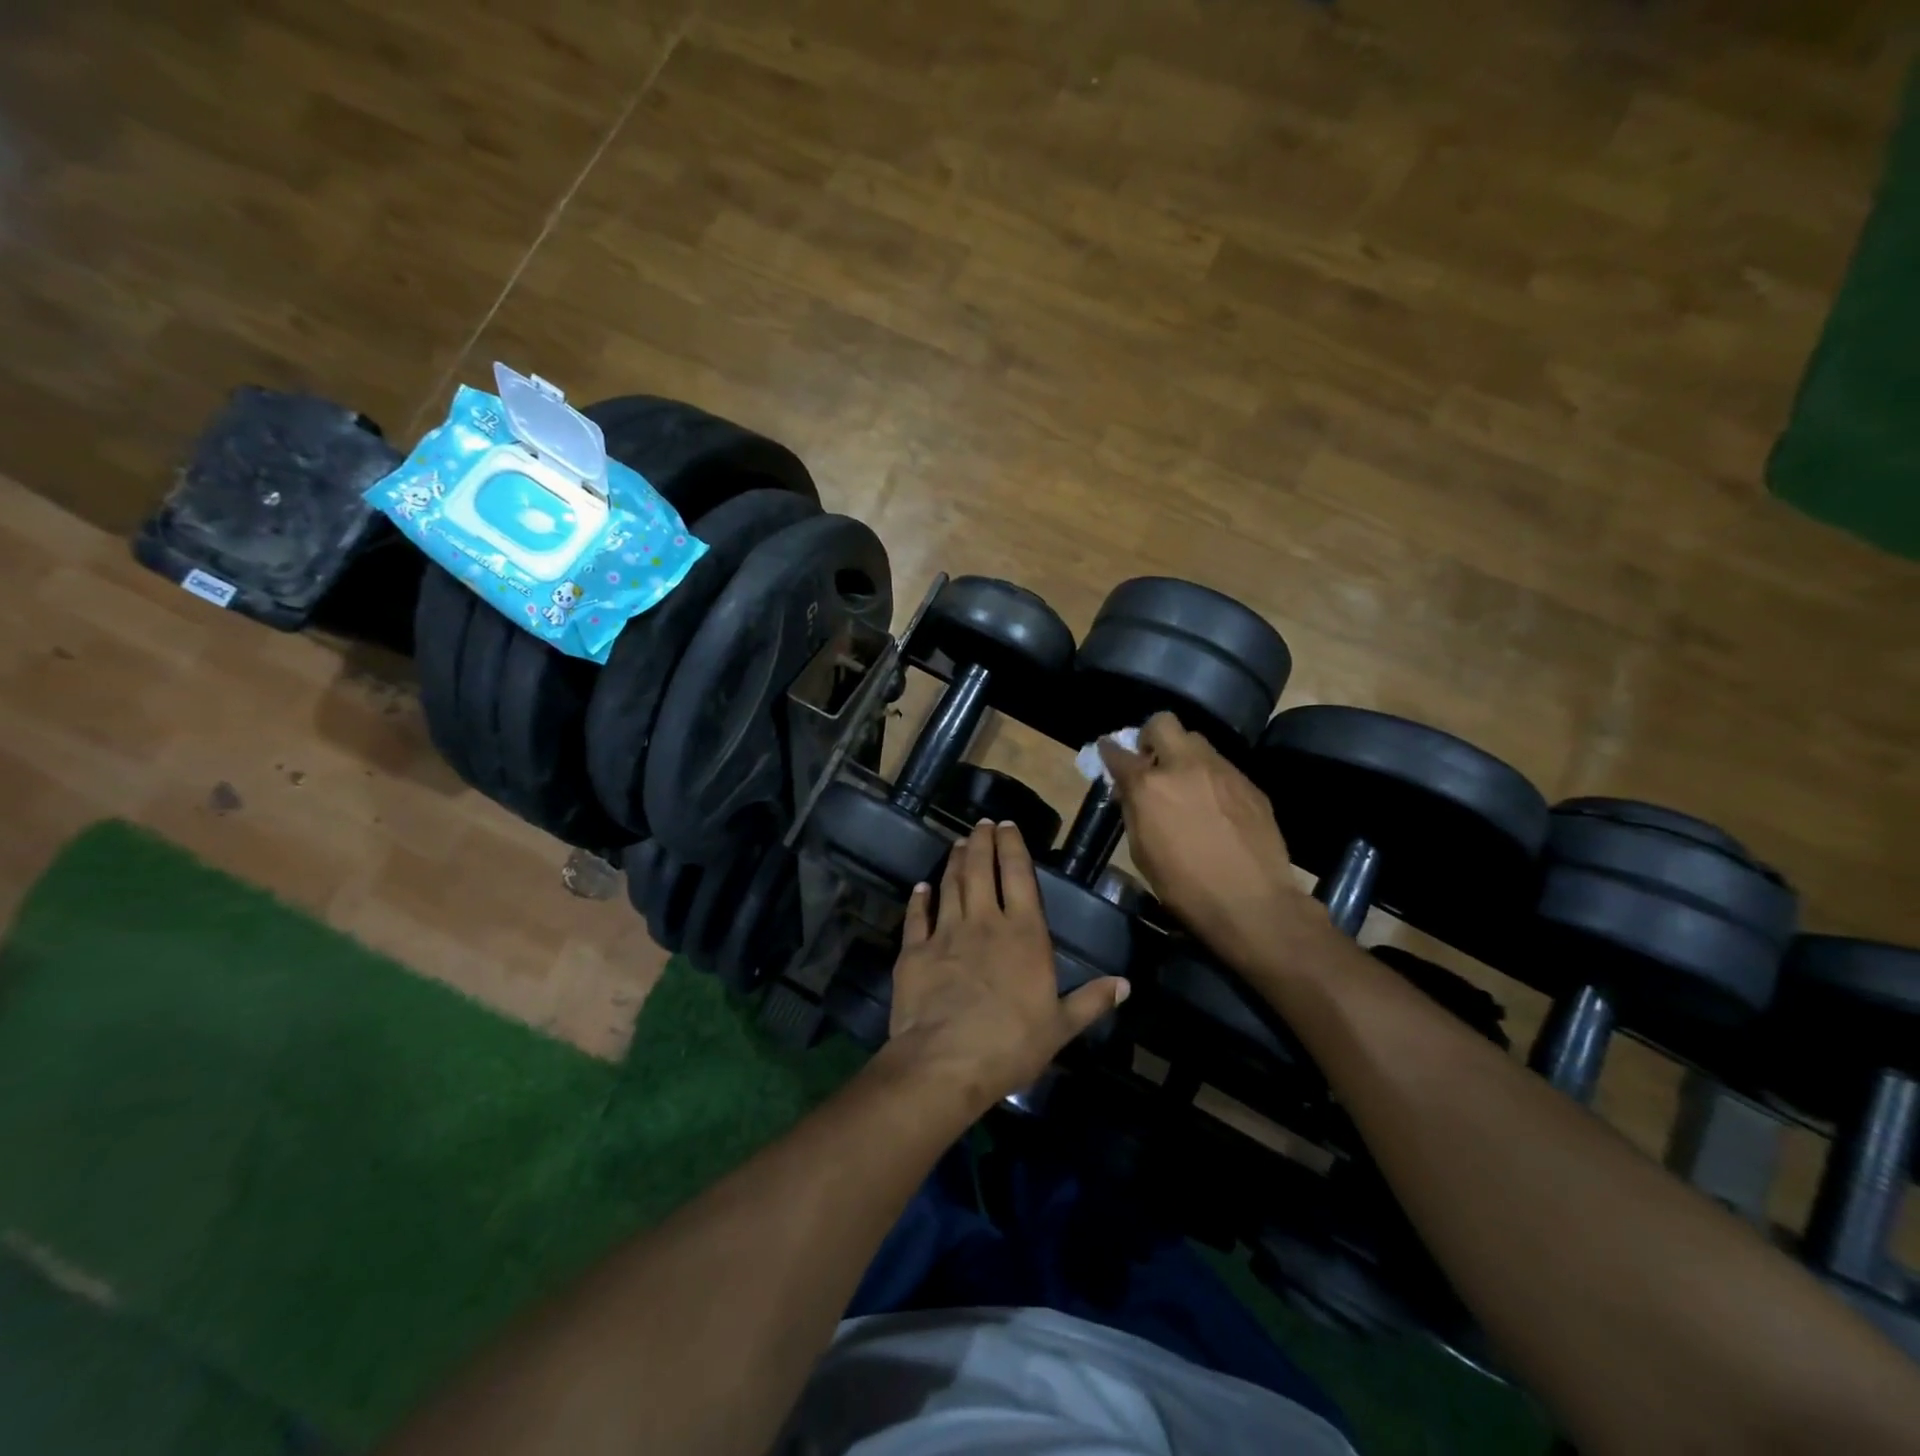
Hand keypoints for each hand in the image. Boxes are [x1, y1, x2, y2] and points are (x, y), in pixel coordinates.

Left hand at [885, 820, 1128, 1112]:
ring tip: (960, 843)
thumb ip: (1091, 1001)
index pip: (1020, 876)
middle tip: (982, 823)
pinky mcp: (915, 950)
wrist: (946, 1062)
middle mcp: (984, 922)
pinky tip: (921, 887)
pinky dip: (919, 899)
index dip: (1014, 847)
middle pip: (982, 869)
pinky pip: (917, 916)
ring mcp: (946, 933)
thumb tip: (1126, 984)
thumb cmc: (1011, 1045)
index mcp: (1024, 934)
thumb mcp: (1061, 1027)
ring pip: (951, 884)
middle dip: (982, 841)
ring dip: (956, 861)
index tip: (1009, 826)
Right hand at [1099, 713, 1323, 970]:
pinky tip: (1215, 806)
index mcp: (1150, 786)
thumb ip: (1134, 811)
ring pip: (1198, 741)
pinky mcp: (1250, 784)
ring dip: (1184, 755)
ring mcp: (1222, 771)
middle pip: (1163, 723)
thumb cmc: (1185, 887)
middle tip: (1152, 761)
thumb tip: (1131, 790)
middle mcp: (1185, 766)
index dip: (1110, 751)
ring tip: (1186, 783)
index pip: (1118, 753)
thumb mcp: (1142, 852)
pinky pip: (1222, 767)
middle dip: (1151, 736)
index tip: (1108, 752)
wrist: (1252, 903)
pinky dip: (1210, 777)